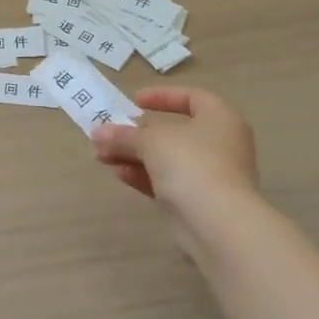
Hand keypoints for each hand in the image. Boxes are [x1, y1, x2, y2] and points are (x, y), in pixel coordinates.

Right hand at [91, 86, 260, 213]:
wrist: (216, 222)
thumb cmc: (190, 163)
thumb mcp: (151, 140)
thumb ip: (124, 134)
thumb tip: (98, 132)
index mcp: (220, 119)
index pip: (192, 97)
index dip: (162, 96)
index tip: (134, 101)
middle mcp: (219, 144)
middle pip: (172, 131)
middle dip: (136, 133)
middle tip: (108, 134)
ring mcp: (209, 174)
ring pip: (165, 158)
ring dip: (133, 155)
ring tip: (101, 156)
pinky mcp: (197, 200)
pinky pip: (166, 181)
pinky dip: (142, 175)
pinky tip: (117, 173)